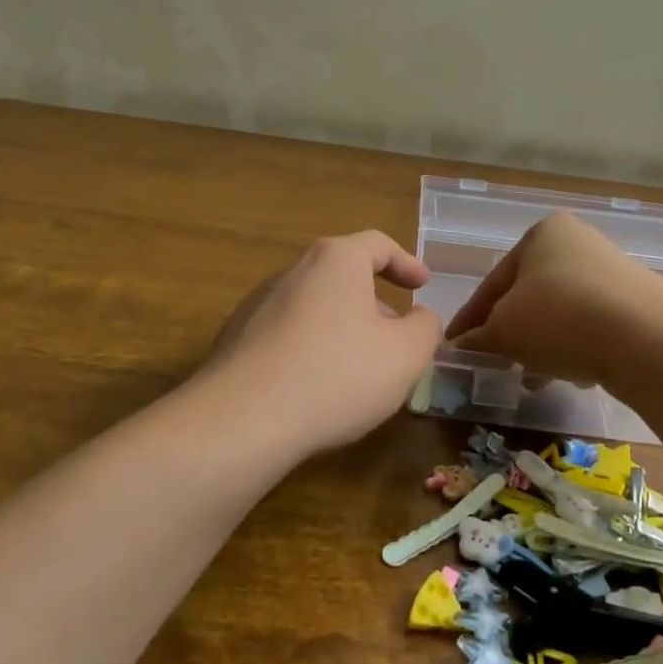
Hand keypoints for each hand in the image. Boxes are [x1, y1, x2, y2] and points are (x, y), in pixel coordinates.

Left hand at [209, 231, 442, 456]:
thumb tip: (420, 318)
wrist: (243, 419)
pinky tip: (318, 388)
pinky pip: (288, 334)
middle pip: (343, 275)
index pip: (378, 244)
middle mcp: (293, 271)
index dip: (406, 263)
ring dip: (343, 328)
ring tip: (359, 368)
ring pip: (315, 307)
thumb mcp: (405, 354)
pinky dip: (312, 349)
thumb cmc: (337, 374)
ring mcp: (259, 304)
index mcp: (336, 261)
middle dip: (375, 302)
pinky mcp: (237, 339)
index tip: (423, 286)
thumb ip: (425, 328)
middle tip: (396, 336)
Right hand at [444, 212, 662, 390]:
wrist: (648, 337)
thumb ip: (477, 338)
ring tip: (531, 378)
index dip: (470, 318)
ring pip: (560, 313)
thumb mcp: (504, 330)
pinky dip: (574, 346)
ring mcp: (612, 271)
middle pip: (529, 295)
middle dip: (509, 332)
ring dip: (540, 344)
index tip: (453, 346)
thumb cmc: (560, 317)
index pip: (493, 281)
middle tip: (494, 362)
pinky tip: (571, 373)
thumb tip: (457, 347)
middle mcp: (578, 243)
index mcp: (542, 235)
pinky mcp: (637, 303)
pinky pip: (591, 325)